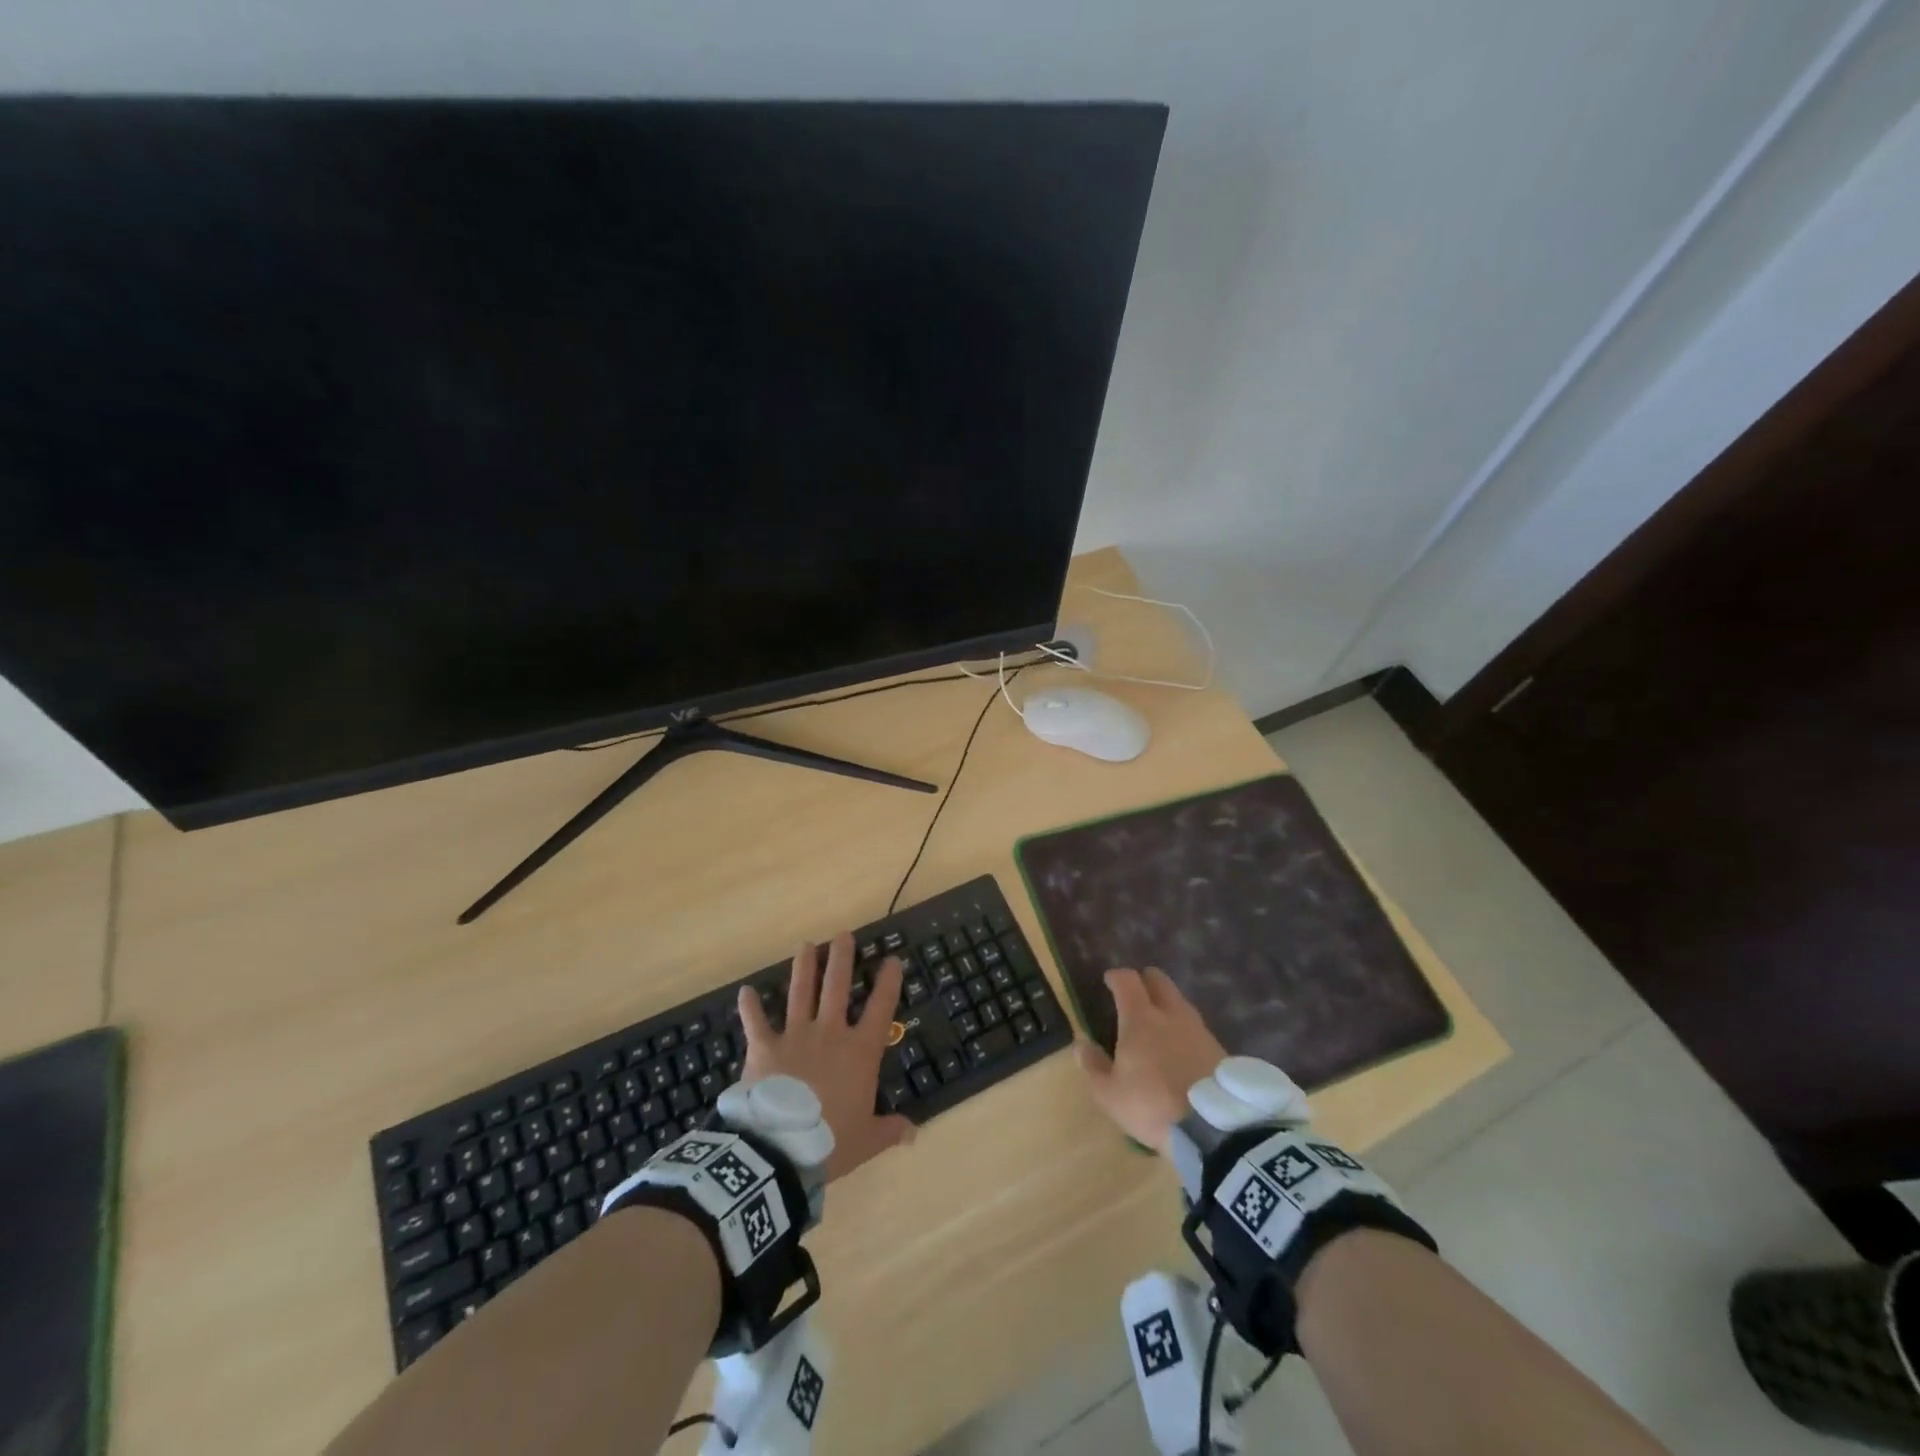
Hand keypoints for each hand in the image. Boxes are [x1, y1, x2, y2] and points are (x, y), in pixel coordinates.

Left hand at [737, 932, 915, 1181]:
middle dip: (841, 958)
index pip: (880, 1008)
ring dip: (804, 967)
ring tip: (807, 945)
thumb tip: (914, 1134)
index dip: (888, 982)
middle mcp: (829, 1033)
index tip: (892, 959)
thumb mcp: (867, 1139)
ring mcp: (795, 1036)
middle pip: (837, 986)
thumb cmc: (830, 1141)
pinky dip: (750, 1007)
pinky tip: (745, 991)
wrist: (780, 1149)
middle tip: (843, 935)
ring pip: (801, 993)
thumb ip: (889, 1130)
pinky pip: (756, 1022)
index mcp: (859, 1051)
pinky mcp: (764, 1047)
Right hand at [1075, 967, 1226, 1154]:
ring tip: (1158, 1023)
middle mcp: (1171, 1014)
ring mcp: (1198, 1029)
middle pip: (1159, 980)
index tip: (1109, 981)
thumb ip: (1094, 1067)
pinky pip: (1196, 1027)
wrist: (1214, 1129)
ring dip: (1167, 1004)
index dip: (1116, 976)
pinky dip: (1184, 1028)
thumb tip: (1081, 1045)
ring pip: (1180, 1001)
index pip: (1127, 980)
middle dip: (1145, 981)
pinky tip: (1180, 1047)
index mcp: (1140, 1018)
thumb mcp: (1110, 1094)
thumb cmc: (1152, 1105)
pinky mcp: (1219, 1048)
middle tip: (1135, 995)